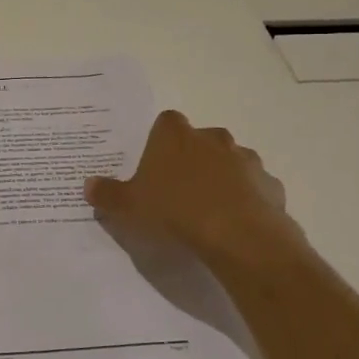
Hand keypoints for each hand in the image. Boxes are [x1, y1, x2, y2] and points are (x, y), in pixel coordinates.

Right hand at [85, 110, 300, 266]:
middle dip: (192, 158)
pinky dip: (246, 199)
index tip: (155, 163)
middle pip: (200, 139)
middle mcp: (212, 138)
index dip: (161, 140)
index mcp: (175, 136)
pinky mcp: (269, 185)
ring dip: (222, 177)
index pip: (166, 122)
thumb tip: (88, 184)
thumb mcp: (129, 206)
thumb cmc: (175, 211)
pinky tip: (236, 223)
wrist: (238, 236)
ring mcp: (245, 160)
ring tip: (208, 209)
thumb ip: (107, 194)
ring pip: (231, 161)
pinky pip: (254, 187)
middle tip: (179, 188)